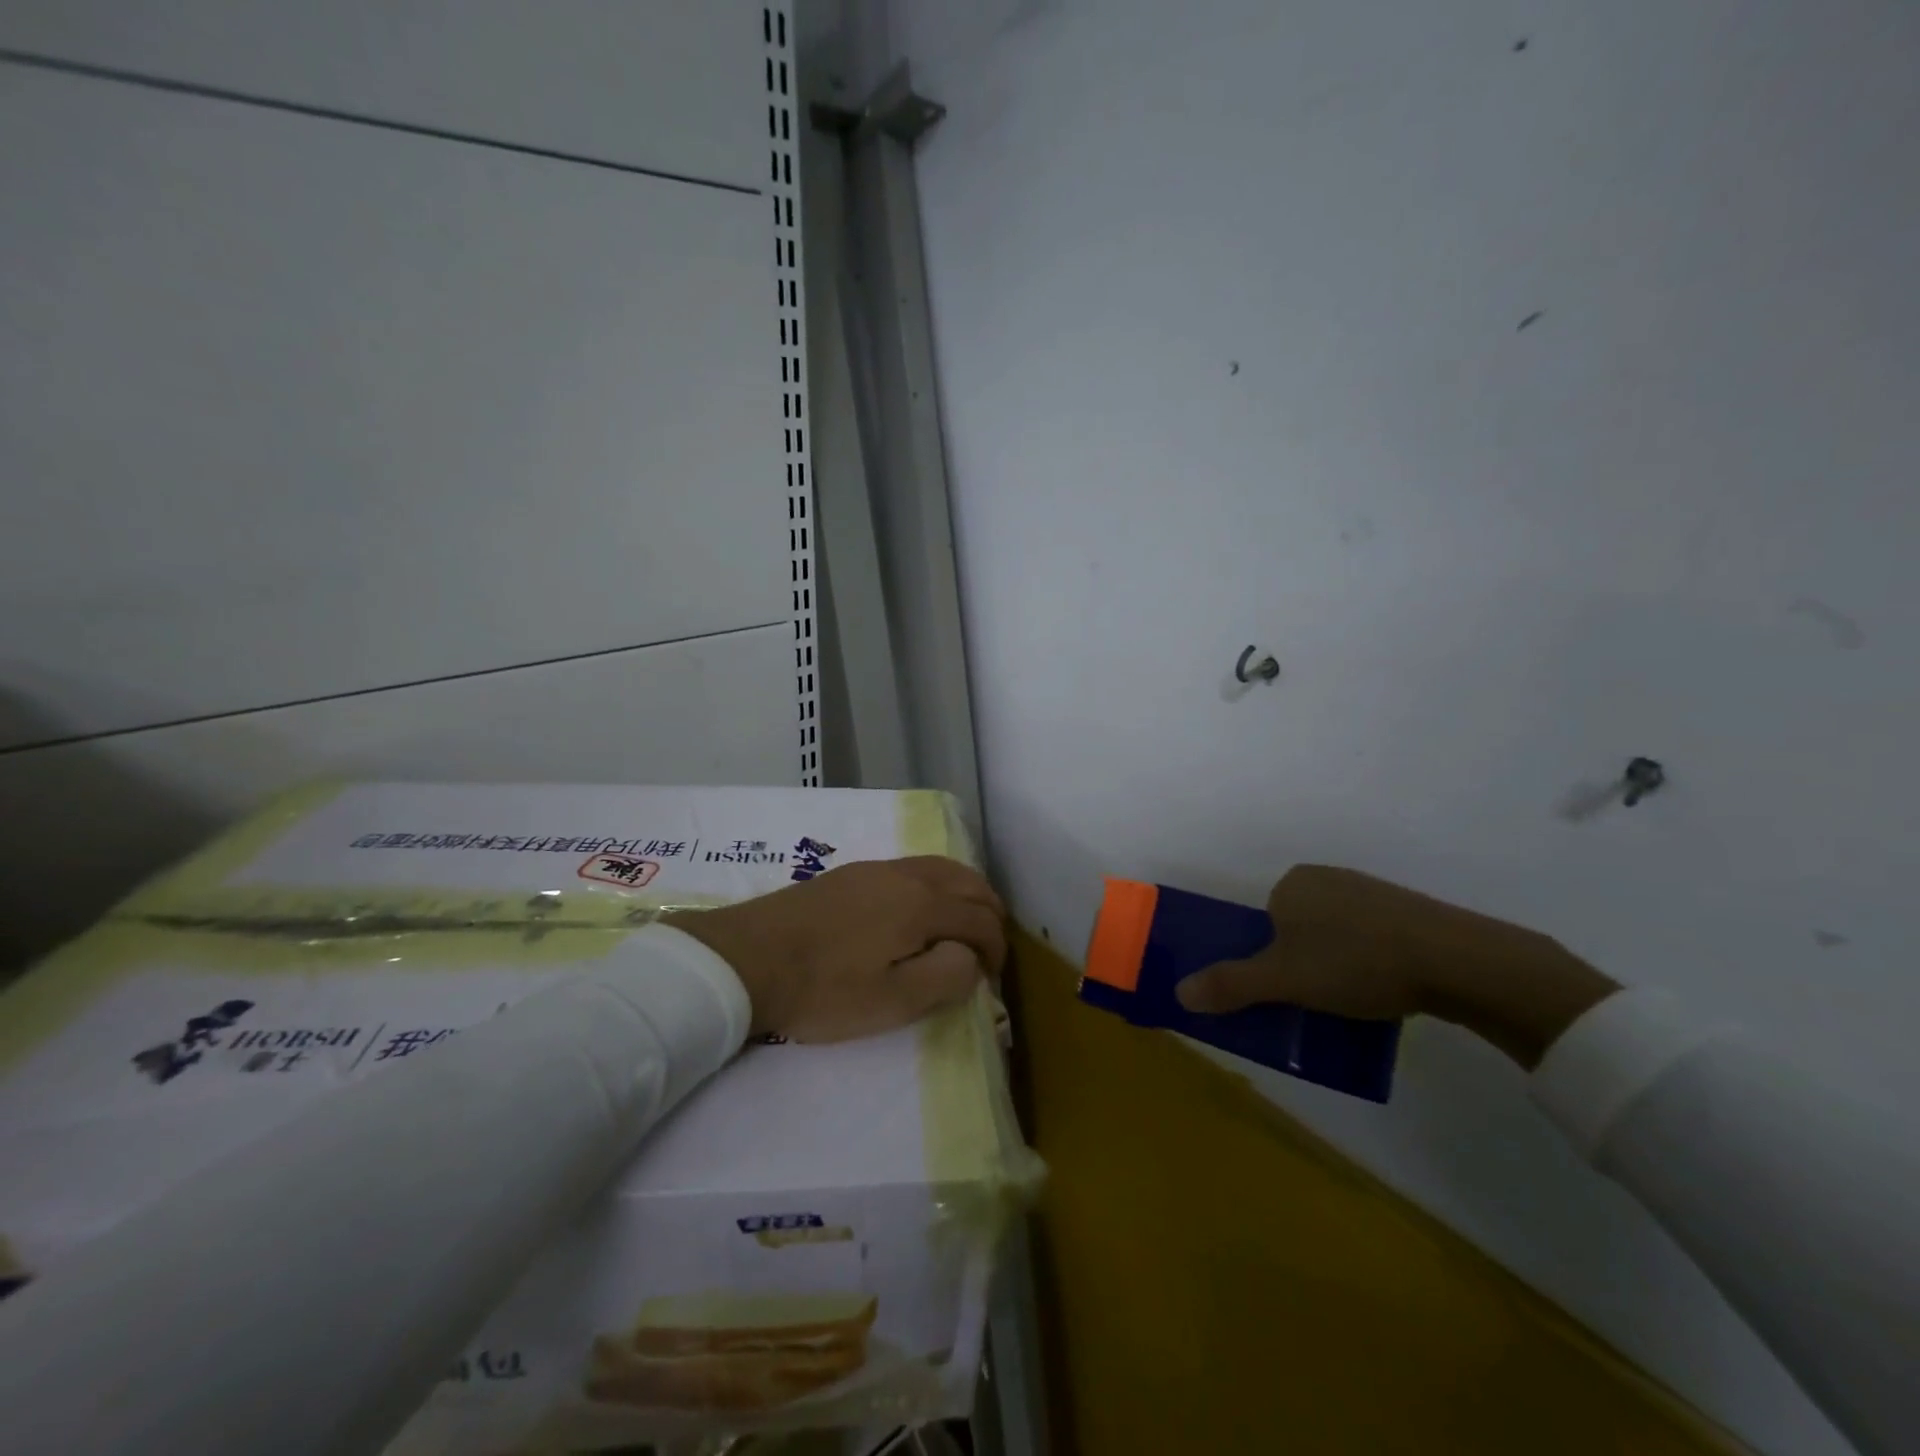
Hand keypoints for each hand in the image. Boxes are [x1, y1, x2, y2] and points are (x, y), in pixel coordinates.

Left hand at [666, 857, 1006, 1042]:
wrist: (746, 958)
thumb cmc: (823, 989)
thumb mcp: (892, 1002)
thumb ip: (945, 977)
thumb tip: (970, 957)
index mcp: (922, 904)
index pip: (980, 919)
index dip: (997, 948)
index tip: (993, 979)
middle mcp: (907, 875)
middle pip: (968, 882)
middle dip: (988, 914)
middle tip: (988, 949)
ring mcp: (877, 868)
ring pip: (941, 868)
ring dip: (964, 894)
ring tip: (962, 926)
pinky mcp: (852, 873)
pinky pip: (914, 868)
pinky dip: (936, 885)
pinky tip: (919, 911)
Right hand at [1174, 865, 1618, 1067]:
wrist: (1456, 959)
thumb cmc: (1355, 962)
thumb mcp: (1284, 980)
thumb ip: (1231, 985)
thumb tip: (1178, 992)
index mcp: (1291, 884)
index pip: (1265, 923)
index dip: (1270, 958)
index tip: (1287, 990)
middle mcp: (1326, 878)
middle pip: (1298, 928)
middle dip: (1303, 963)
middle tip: (1317, 1001)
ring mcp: (1370, 891)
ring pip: (1336, 934)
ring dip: (1337, 965)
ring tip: (1355, 1001)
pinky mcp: (1408, 910)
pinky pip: (1371, 936)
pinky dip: (1370, 961)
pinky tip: (1386, 989)